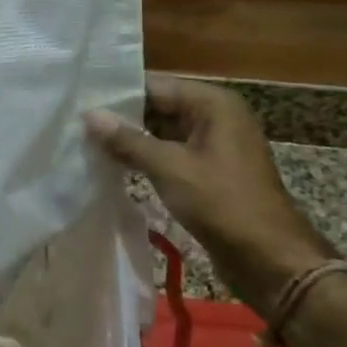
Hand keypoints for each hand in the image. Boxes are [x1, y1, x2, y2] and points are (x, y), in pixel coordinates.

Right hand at [85, 78, 335, 316]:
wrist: (270, 260)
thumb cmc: (222, 203)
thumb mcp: (170, 168)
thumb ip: (128, 140)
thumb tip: (89, 116)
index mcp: (213, 104)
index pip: (155, 86)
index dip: (117, 95)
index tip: (80, 101)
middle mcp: (215, 117)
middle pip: (158, 107)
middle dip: (121, 118)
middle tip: (76, 123)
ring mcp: (213, 146)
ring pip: (162, 133)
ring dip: (130, 140)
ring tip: (86, 142)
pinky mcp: (209, 172)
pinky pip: (170, 155)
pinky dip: (145, 159)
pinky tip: (112, 165)